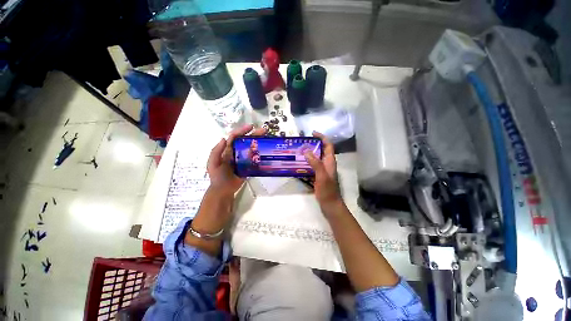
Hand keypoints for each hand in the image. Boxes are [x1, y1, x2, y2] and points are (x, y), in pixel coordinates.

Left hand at [207, 124, 266, 197]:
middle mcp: (236, 152)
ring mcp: (243, 158)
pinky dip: (260, 153)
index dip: (242, 131)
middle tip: (264, 131)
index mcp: (227, 150)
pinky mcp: (248, 165)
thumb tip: (224, 138)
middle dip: (254, 134)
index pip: (234, 137)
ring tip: (267, 138)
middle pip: (245, 141)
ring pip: (251, 148)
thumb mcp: (213, 164)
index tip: (251, 127)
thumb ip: (216, 152)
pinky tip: (267, 151)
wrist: (224, 190)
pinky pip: (255, 158)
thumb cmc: (217, 177)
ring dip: (259, 142)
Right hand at [304, 132, 343, 212]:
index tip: (312, 133)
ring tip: (298, 151)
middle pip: (321, 150)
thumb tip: (306, 150)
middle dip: (313, 144)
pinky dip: (306, 162)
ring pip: (316, 158)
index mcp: (330, 161)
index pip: (328, 145)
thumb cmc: (327, 191)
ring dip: (309, 153)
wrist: (330, 205)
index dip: (322, 137)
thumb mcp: (322, 176)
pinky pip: (312, 165)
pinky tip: (299, 163)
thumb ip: (315, 163)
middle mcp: (327, 164)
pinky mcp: (318, 175)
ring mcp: (322, 170)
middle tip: (302, 142)